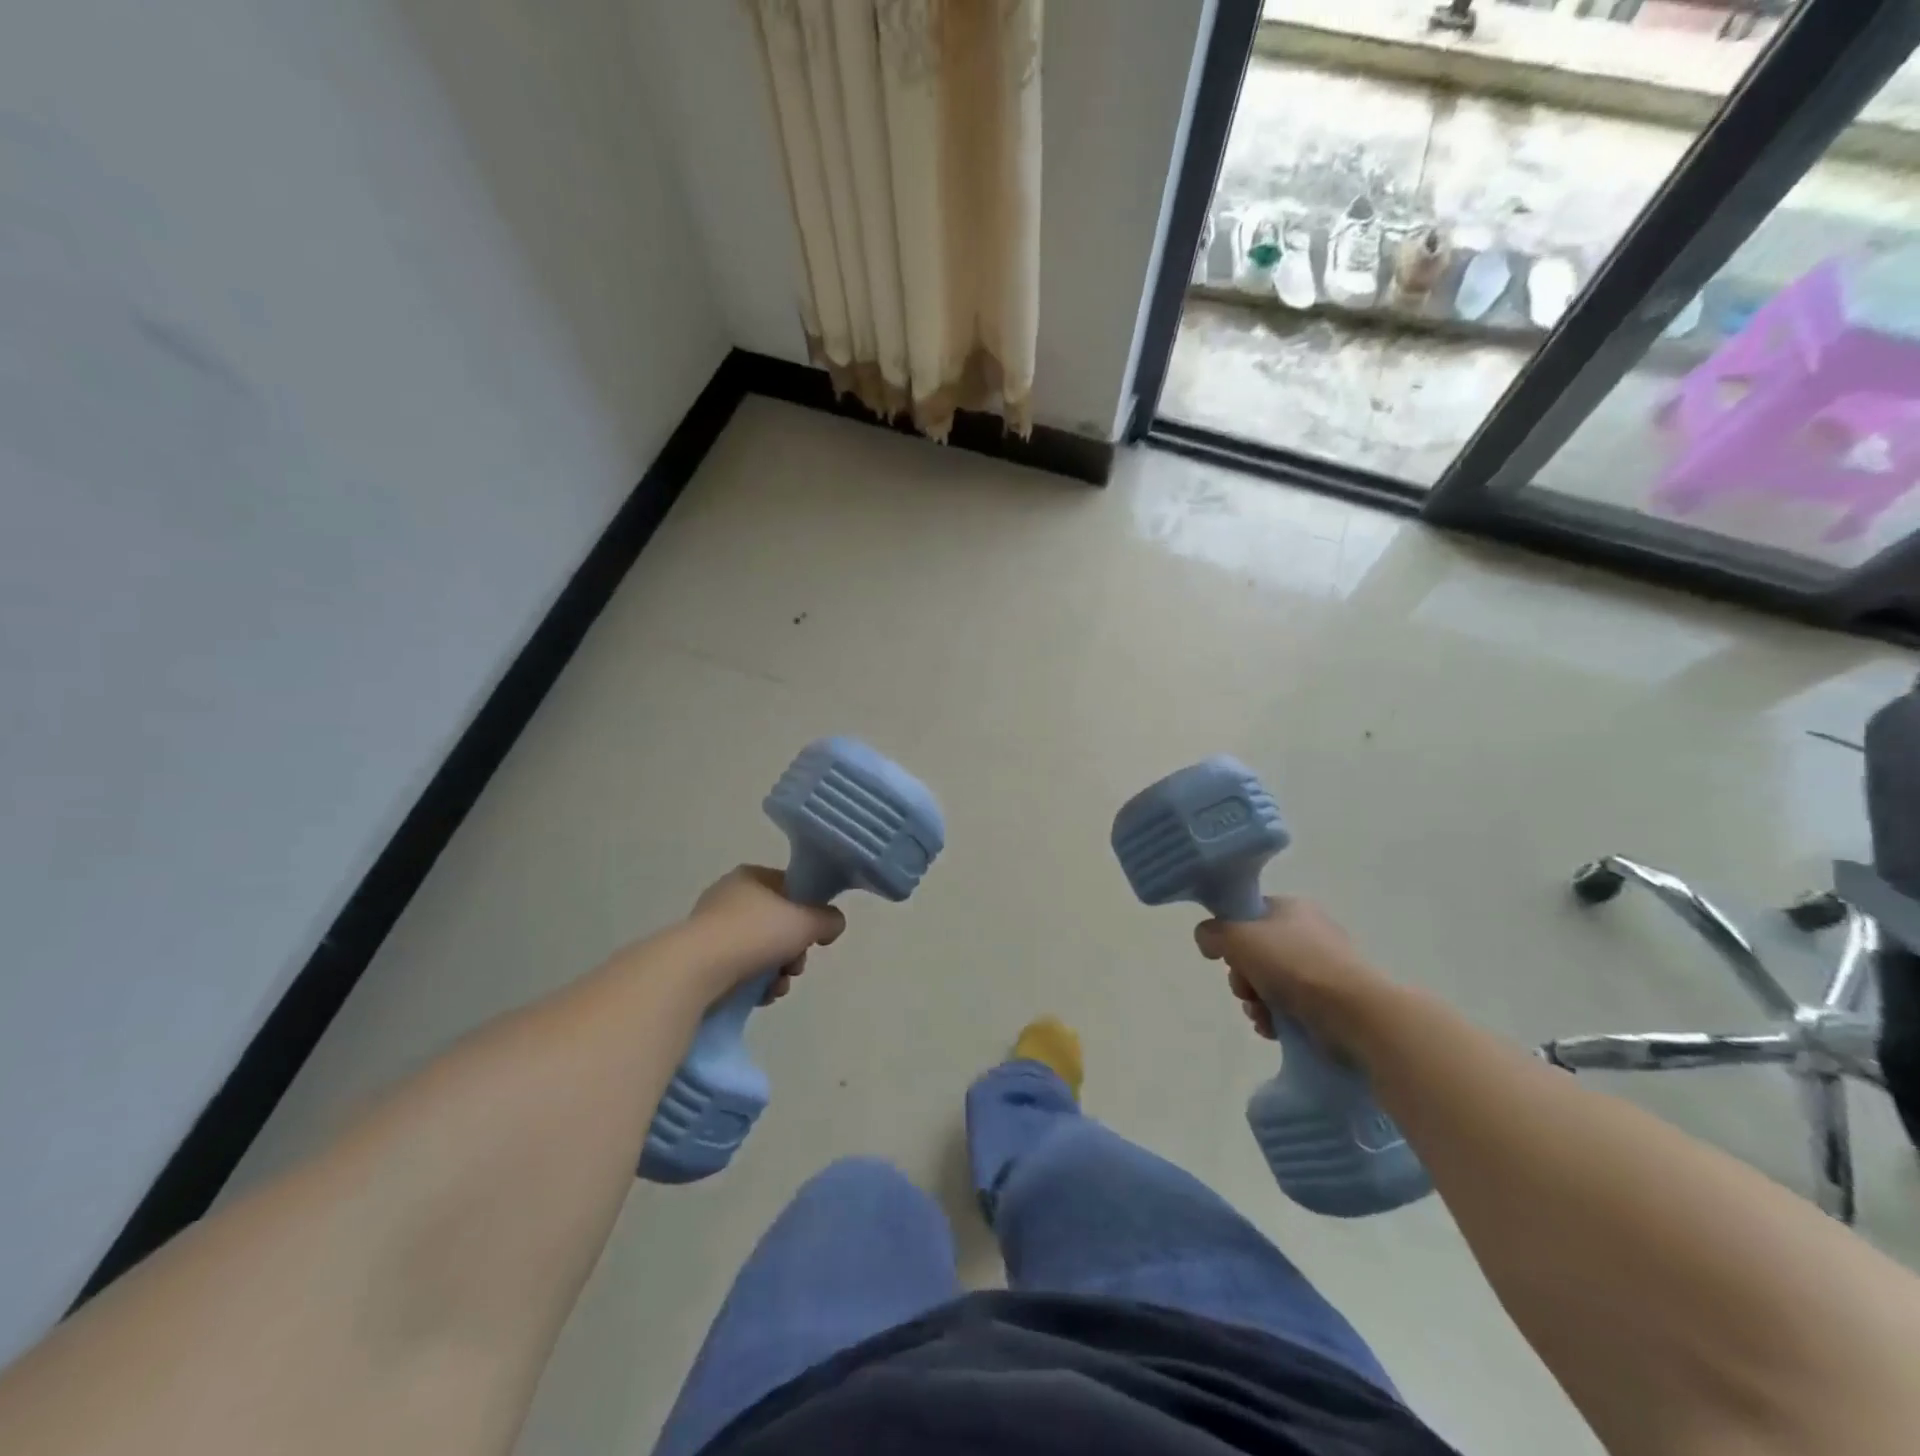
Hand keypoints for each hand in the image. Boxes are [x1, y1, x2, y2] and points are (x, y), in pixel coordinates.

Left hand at [685, 865, 845, 1001]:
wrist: (696, 970)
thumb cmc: (755, 933)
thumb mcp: (807, 921)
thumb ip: (828, 919)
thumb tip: (833, 924)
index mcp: (751, 877)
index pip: (791, 887)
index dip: (810, 911)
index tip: (817, 935)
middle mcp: (730, 897)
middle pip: (779, 923)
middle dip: (794, 950)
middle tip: (796, 965)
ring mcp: (713, 929)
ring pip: (762, 950)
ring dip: (779, 971)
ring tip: (778, 987)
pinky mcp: (703, 961)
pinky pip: (741, 969)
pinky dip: (756, 984)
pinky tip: (761, 996)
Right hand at [1194, 896, 1386, 1050]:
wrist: (1355, 1012)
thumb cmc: (1294, 965)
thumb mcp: (1238, 937)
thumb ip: (1213, 933)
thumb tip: (1207, 939)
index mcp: (1290, 909)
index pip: (1247, 915)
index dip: (1230, 936)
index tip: (1226, 957)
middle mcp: (1307, 933)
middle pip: (1255, 953)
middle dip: (1242, 977)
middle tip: (1245, 990)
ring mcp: (1322, 968)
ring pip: (1269, 983)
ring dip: (1255, 1002)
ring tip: (1260, 1016)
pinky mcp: (1331, 1002)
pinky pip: (1290, 1007)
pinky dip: (1276, 1019)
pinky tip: (1273, 1029)